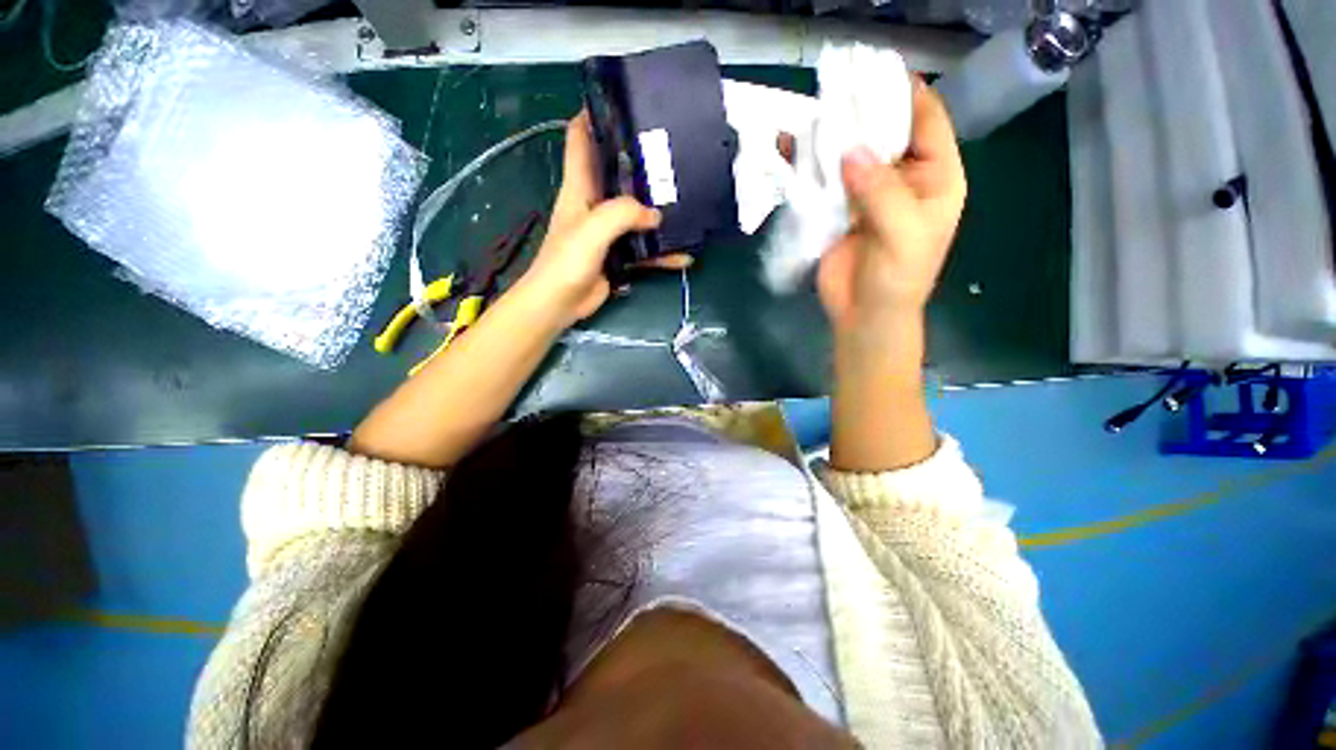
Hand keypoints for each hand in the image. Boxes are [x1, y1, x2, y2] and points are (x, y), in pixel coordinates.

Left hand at [519, 111, 666, 326]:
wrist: (559, 304)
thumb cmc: (566, 262)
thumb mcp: (592, 229)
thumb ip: (622, 214)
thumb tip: (656, 215)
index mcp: (579, 187)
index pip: (580, 139)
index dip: (595, 116)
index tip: (623, 103)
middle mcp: (594, 205)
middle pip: (617, 174)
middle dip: (641, 163)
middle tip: (672, 153)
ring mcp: (607, 232)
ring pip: (636, 214)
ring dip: (658, 211)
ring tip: (687, 202)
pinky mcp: (618, 256)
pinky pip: (644, 249)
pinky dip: (662, 253)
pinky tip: (684, 255)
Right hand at [817, 79, 965, 339]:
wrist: (864, 316)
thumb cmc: (897, 279)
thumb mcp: (903, 234)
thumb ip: (882, 191)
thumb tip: (849, 152)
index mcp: (934, 178)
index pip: (926, 122)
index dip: (906, 94)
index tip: (876, 73)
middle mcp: (901, 178)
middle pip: (883, 133)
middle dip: (860, 113)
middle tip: (832, 92)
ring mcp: (865, 194)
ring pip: (849, 155)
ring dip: (829, 138)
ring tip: (808, 117)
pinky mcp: (836, 210)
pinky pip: (822, 181)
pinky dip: (807, 167)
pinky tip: (789, 151)